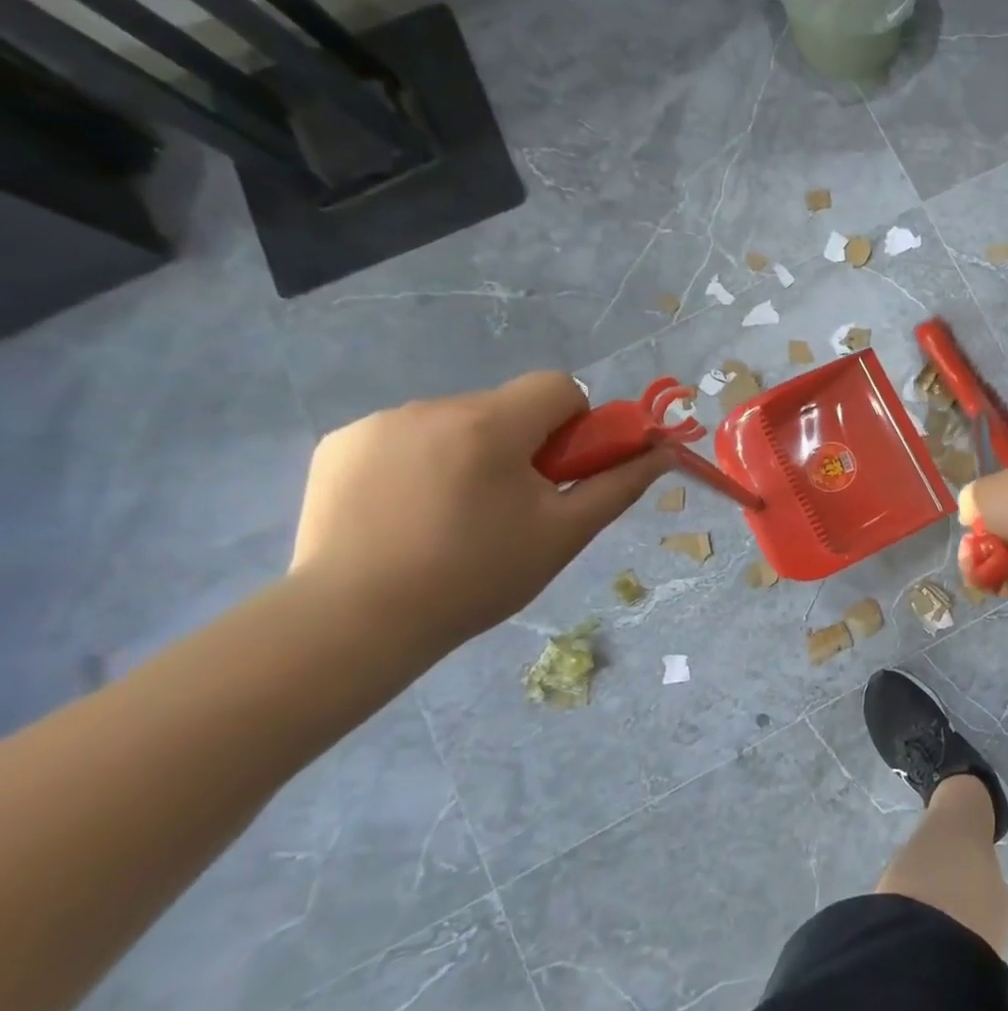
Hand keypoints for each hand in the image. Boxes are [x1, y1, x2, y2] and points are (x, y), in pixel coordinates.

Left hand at [290, 372, 670, 650]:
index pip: (557, 387)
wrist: (352, 624)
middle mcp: (433, 407)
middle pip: (506, 407)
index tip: (558, 472)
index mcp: (491, 424)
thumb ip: (620, 483)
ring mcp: (378, 423)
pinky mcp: (339, 444)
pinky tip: (405, 513)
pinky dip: (418, 462)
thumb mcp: (565, 533)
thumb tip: (665, 451)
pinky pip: (405, 436)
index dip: (573, 424)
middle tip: (509, 507)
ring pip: (455, 422)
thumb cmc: (475, 577)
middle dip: (520, 445)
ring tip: (450, 516)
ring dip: (469, 453)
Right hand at [956, 455, 1007, 614]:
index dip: (986, 497)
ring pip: (1000, 552)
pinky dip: (986, 577)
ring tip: (969, 556)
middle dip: (978, 531)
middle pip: (1002, 521)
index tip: (970, 508)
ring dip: (978, 555)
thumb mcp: (987, 488)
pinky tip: (976, 572)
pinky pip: (1003, 578)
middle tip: (968, 536)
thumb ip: (973, 498)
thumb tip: (971, 515)